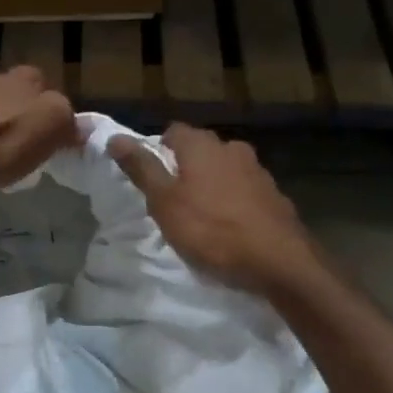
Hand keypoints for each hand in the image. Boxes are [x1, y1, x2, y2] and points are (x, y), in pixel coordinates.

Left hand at [0, 66, 78, 185]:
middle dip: (25, 117)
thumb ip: (69, 120)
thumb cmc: (5, 142)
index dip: (55, 116)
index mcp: (26, 76)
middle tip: (28, 147)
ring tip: (0, 155)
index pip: (51, 91)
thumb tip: (81, 126)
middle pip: (20, 98)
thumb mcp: (52, 128)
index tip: (54, 140)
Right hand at [109, 124, 314, 295]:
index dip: (158, 150)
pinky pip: (245, 192)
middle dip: (185, 169)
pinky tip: (230, 228)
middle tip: (172, 200)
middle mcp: (233, 149)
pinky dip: (233, 203)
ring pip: (225, 170)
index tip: (151, 179)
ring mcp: (258, 172)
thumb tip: (115, 137)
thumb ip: (142, 169)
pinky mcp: (275, 196)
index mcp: (202, 146)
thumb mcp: (164, 202)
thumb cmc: (211, 230)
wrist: (277, 260)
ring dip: (212, 186)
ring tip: (201, 217)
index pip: (173, 132)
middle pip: (201, 150)